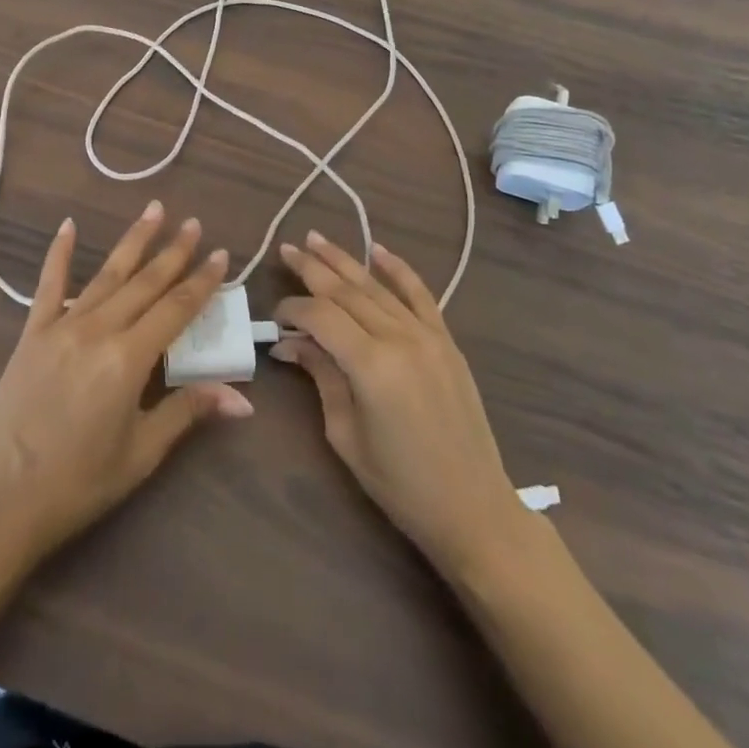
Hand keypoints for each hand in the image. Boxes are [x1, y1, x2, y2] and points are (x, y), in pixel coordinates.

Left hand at [0, 202, 251, 569]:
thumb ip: (188, 411)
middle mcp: (98, 330)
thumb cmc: (79, 482)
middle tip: (194, 223)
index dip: (202, 281)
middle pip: (145, 282)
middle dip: (173, 251)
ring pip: (107, 274)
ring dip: (133, 241)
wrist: (2, 498)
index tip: (221, 255)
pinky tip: (68, 225)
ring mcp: (62, 326)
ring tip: (154, 210)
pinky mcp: (32, 333)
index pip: (177, 309)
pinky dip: (59, 253)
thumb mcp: (142, 453)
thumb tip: (242, 398)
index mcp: (129, 359)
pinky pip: (50, 285)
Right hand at [273, 233, 523, 580]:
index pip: (321, 317)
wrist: (473, 507)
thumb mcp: (346, 435)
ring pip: (377, 287)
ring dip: (345, 260)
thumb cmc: (400, 484)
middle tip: (286, 250)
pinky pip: (420, 295)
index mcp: (371, 366)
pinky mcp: (446, 341)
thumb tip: (290, 345)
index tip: (275, 318)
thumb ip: (321, 377)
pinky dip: (398, 269)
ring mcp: (428, 336)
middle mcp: (400, 339)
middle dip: (312, 269)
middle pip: (347, 291)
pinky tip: (378, 249)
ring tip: (316, 239)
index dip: (293, 310)